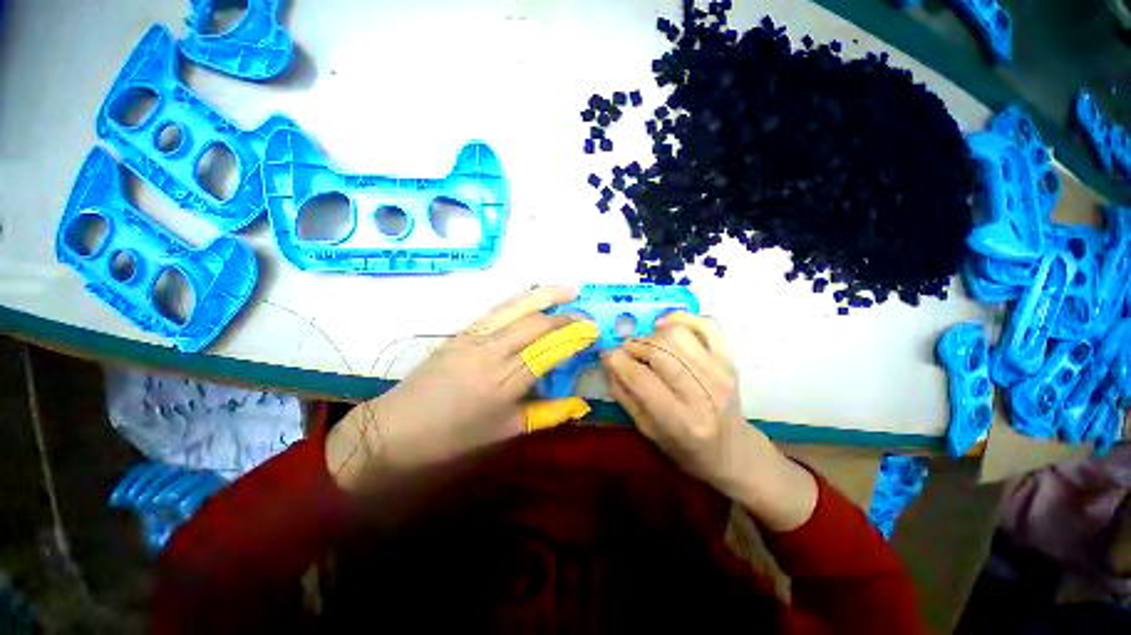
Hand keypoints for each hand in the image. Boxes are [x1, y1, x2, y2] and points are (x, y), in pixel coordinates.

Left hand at [326, 286, 597, 492]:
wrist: (398, 428)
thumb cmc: (455, 437)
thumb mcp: (507, 432)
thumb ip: (548, 414)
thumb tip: (582, 404)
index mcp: (505, 383)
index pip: (549, 351)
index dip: (574, 338)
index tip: (593, 331)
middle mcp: (492, 354)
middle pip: (536, 325)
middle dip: (565, 316)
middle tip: (585, 315)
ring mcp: (474, 339)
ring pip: (516, 309)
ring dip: (545, 296)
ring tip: (568, 290)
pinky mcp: (461, 332)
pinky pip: (497, 310)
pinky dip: (522, 300)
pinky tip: (535, 297)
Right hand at [602, 313, 817, 531]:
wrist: (734, 451)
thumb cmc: (686, 449)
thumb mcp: (647, 431)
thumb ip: (624, 395)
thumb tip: (608, 361)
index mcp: (680, 420)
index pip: (640, 377)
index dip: (617, 360)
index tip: (607, 356)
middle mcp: (703, 392)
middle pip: (658, 351)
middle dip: (633, 346)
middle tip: (626, 352)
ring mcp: (721, 372)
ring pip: (677, 334)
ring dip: (653, 334)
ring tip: (647, 345)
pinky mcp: (729, 359)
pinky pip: (706, 324)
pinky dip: (682, 318)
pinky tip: (667, 326)